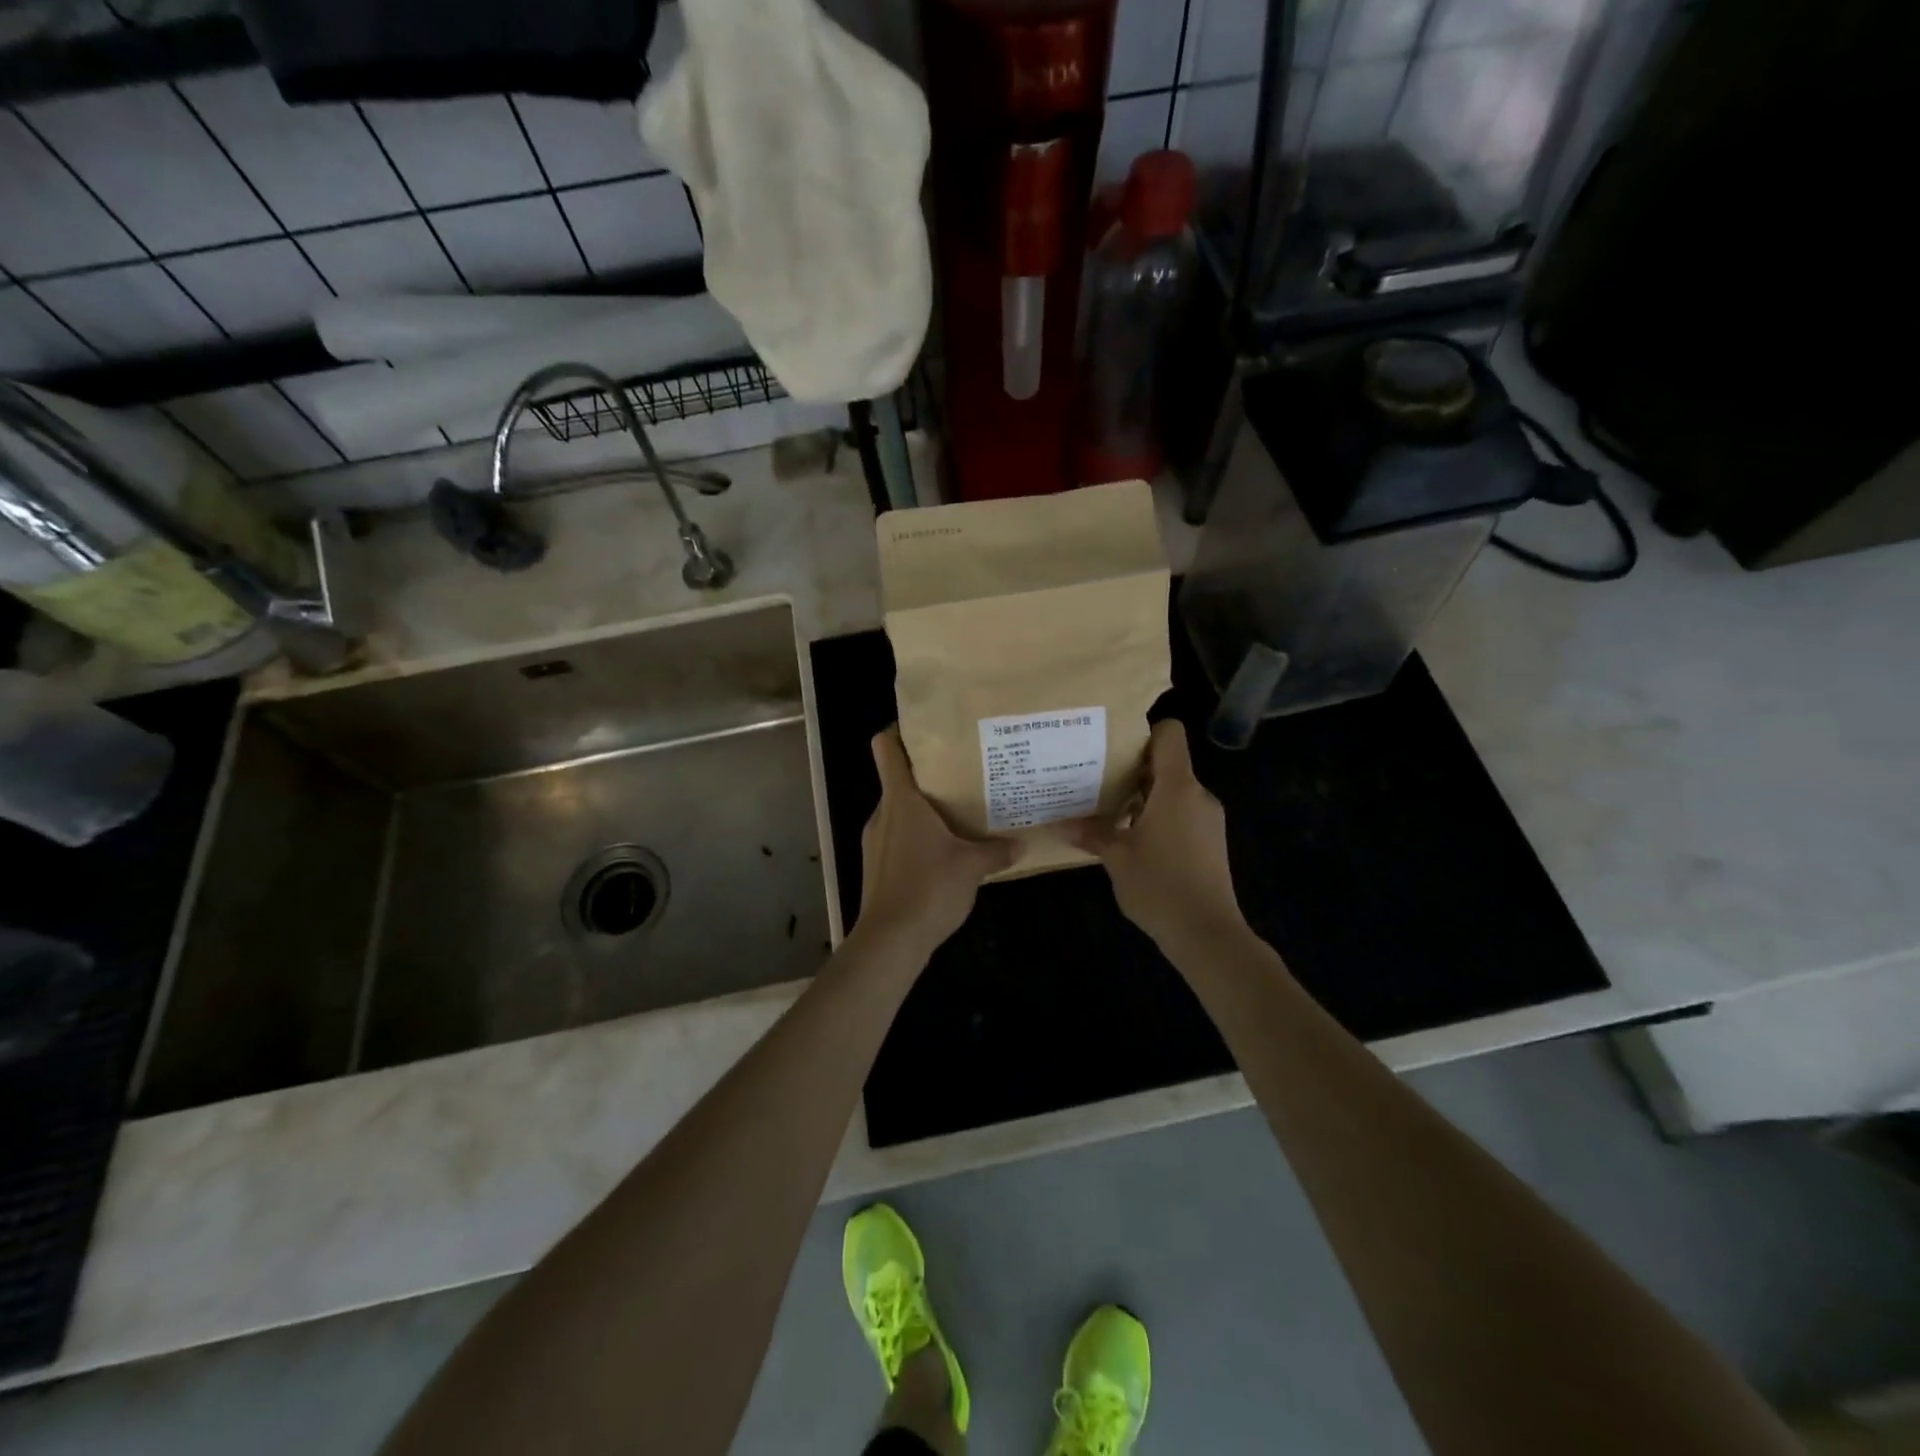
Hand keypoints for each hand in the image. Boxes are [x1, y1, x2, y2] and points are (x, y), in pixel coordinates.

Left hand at [854, 727, 1012, 963]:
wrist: (890, 940)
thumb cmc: (929, 888)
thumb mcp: (971, 867)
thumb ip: (996, 851)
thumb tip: (1021, 843)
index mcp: (901, 800)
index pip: (886, 748)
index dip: (898, 731)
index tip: (923, 727)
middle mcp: (883, 813)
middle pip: (897, 779)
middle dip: (926, 775)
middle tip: (961, 773)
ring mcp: (874, 840)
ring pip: (898, 811)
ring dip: (923, 809)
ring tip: (956, 813)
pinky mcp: (875, 865)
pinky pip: (896, 837)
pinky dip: (916, 836)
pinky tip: (942, 851)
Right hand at [1066, 720, 1245, 950]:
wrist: (1207, 934)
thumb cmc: (1159, 886)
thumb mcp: (1116, 858)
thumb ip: (1091, 834)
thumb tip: (1060, 824)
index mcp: (1177, 788)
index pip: (1170, 734)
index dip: (1144, 732)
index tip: (1113, 747)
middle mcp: (1198, 795)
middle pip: (1168, 763)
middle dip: (1134, 769)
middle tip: (1097, 779)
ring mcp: (1208, 819)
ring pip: (1174, 791)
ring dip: (1144, 797)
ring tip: (1110, 811)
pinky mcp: (1211, 841)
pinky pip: (1182, 813)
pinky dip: (1159, 817)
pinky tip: (1133, 839)